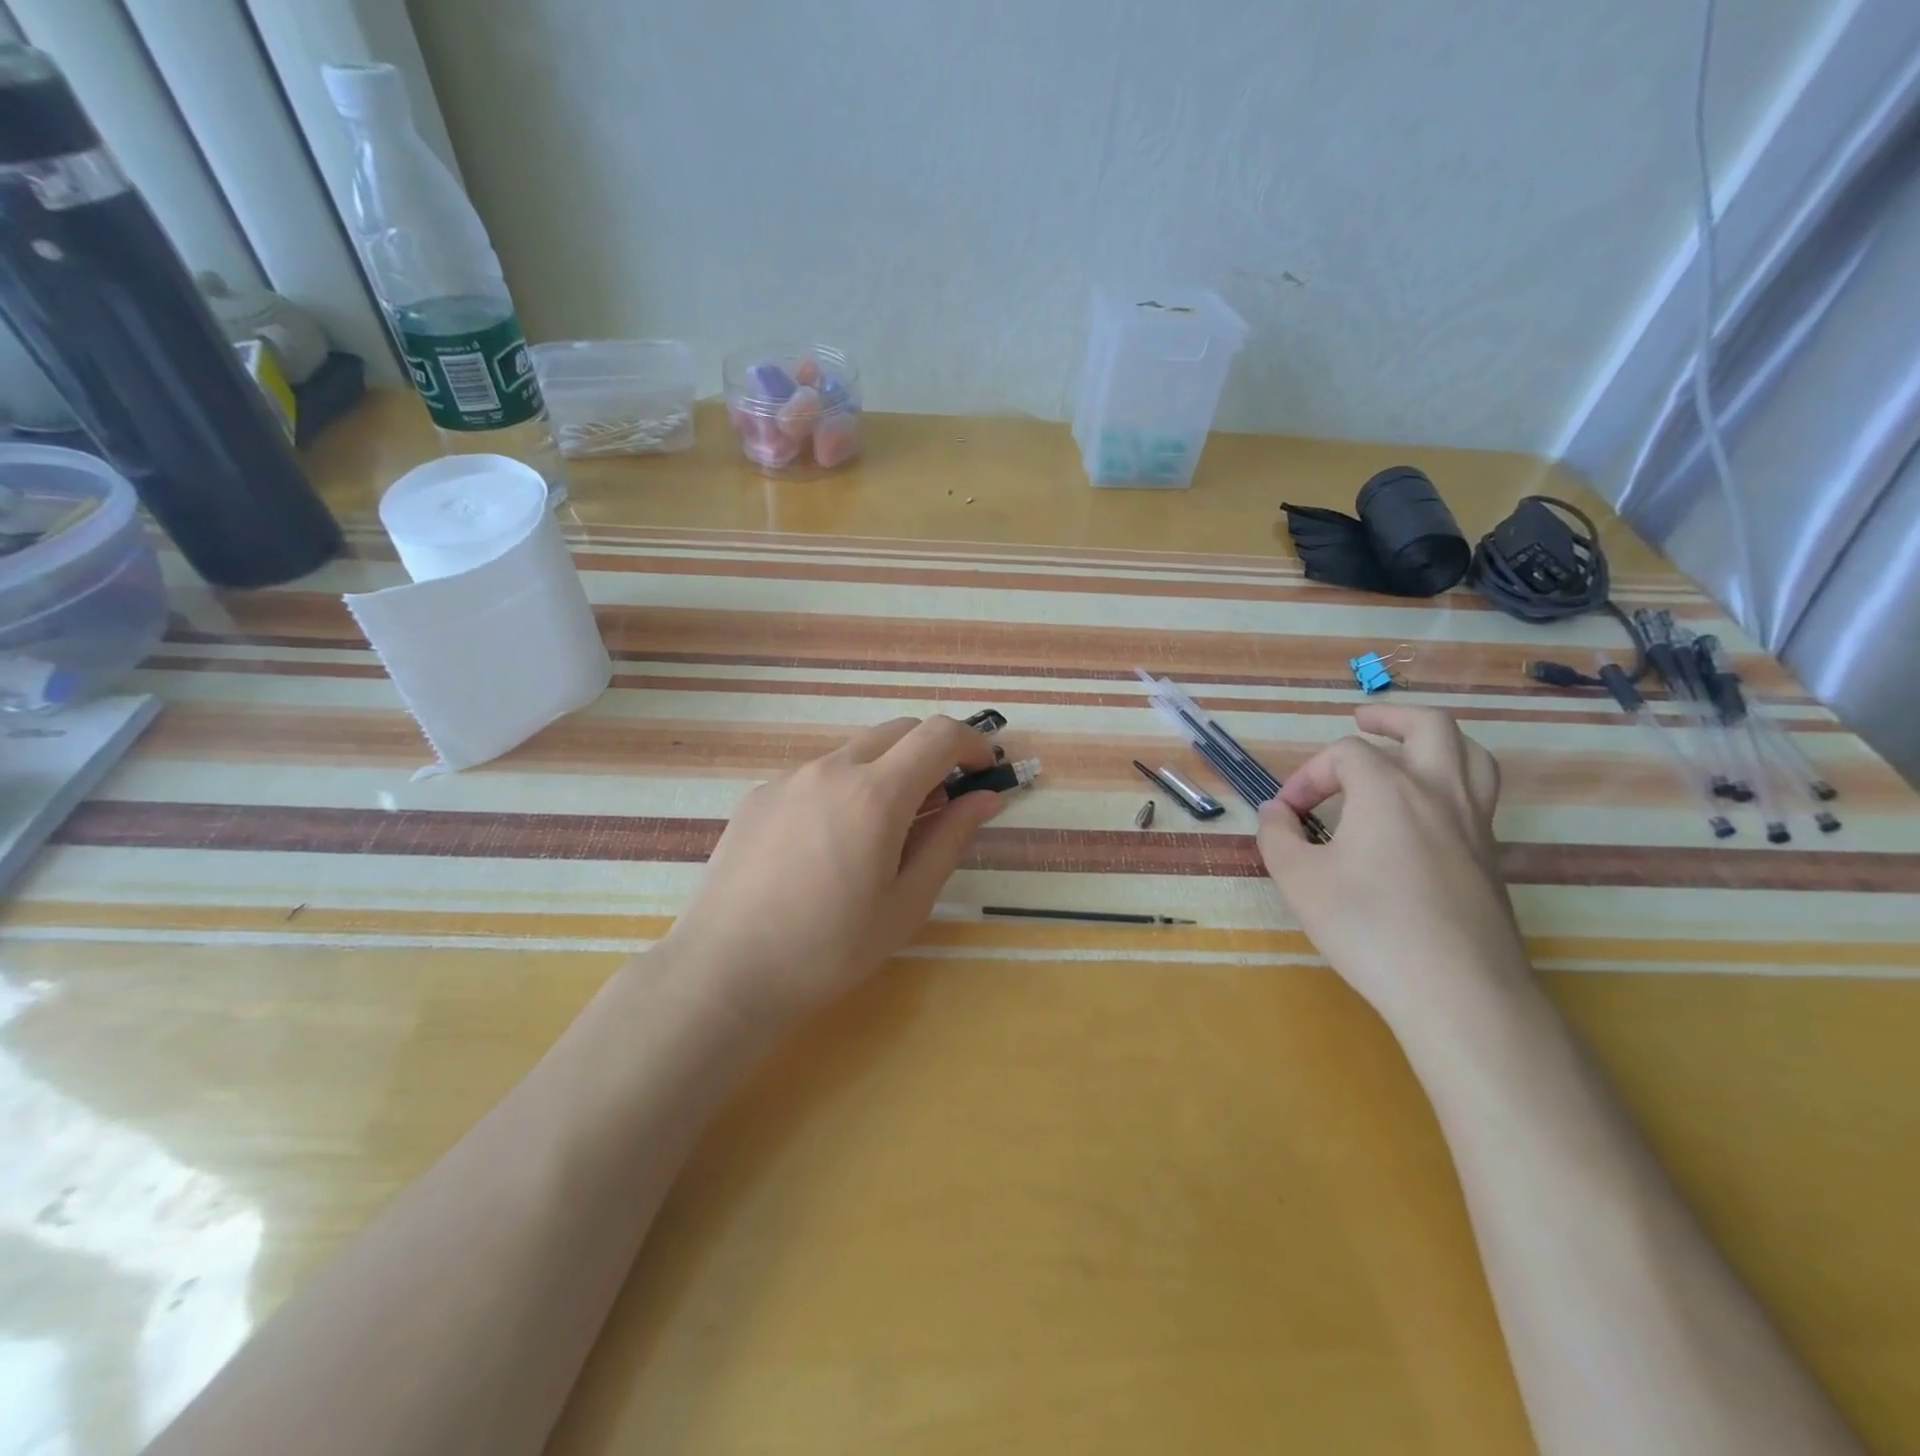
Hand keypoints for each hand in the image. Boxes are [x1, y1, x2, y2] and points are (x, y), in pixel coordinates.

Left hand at [661, 715, 1006, 1023]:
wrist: (725, 972)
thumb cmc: (830, 949)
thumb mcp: (907, 903)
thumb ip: (949, 840)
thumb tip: (984, 799)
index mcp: (875, 794)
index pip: (939, 735)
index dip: (972, 744)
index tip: (984, 772)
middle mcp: (831, 769)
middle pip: (899, 731)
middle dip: (932, 753)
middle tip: (941, 804)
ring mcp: (789, 778)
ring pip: (856, 752)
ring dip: (887, 772)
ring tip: (882, 834)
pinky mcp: (759, 795)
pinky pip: (818, 775)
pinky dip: (845, 789)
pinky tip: (829, 845)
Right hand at [1256, 704, 1529, 1030]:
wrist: (1458, 991)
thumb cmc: (1368, 927)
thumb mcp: (1299, 880)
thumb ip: (1277, 836)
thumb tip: (1275, 813)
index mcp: (1389, 789)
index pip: (1344, 754)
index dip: (1307, 775)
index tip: (1285, 814)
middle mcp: (1439, 793)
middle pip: (1428, 726)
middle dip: (1389, 716)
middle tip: (1361, 719)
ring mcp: (1474, 825)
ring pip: (1471, 755)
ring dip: (1435, 741)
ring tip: (1407, 748)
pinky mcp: (1491, 859)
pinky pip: (1479, 795)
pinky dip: (1452, 781)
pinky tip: (1424, 812)